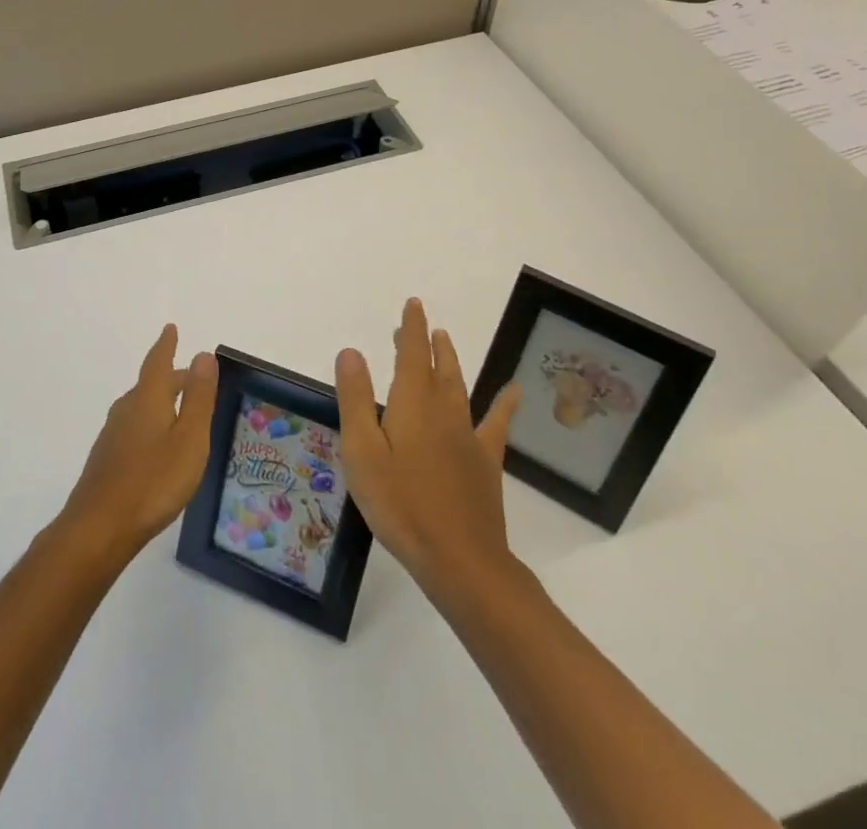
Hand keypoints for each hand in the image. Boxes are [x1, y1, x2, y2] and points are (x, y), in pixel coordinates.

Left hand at [58, 325, 218, 563]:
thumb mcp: (189, 439)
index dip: (166, 345)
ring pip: (142, 406)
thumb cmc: (153, 480)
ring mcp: (113, 435)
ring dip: (162, 401)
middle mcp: (127, 409)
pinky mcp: (107, 459)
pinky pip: (134, 427)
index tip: (170, 328)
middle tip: (193, 377)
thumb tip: (202, 354)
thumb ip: (198, 398)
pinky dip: (151, 423)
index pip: (158, 362)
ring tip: (180, 410)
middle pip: (152, 384)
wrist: (99, 527)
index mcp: (148, 399)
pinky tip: (157, 446)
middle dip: (172, 378)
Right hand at [336, 299, 525, 599]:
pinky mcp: (485, 462)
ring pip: (460, 387)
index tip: (413, 305)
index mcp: (412, 405)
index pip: (413, 355)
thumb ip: (356, 400)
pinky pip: (496, 424)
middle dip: (427, 342)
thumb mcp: (363, 452)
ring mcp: (468, 437)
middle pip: (436, 367)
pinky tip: (514, 392)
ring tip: (447, 341)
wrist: (460, 560)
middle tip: (421, 323)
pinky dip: (504, 404)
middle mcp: (443, 411)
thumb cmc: (400, 504)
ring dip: (451, 361)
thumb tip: (352, 351)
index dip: (412, 328)